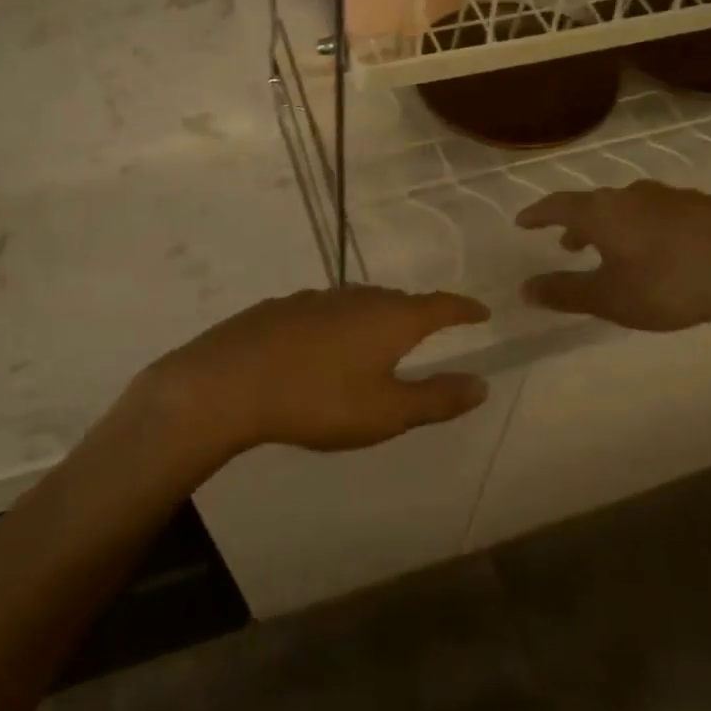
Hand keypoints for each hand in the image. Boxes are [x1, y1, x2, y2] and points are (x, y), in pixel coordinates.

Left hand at [133, 286, 490, 457]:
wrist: (229, 383)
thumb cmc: (319, 400)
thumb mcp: (386, 412)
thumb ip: (437, 399)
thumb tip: (481, 384)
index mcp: (391, 318)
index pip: (440, 306)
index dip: (463, 309)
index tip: (481, 310)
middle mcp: (358, 298)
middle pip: (399, 301)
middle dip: (419, 314)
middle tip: (431, 330)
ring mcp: (317, 299)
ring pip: (360, 303)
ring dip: (377, 318)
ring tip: (379, 340)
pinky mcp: (283, 307)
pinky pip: (327, 311)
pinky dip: (340, 324)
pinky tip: (325, 346)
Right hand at [516, 181, 710, 340]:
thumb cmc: (669, 283)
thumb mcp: (610, 298)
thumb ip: (565, 292)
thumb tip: (524, 288)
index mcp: (603, 212)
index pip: (558, 205)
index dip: (538, 214)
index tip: (523, 222)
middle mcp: (633, 195)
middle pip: (595, 204)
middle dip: (578, 224)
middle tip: (569, 244)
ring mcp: (673, 197)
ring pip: (631, 207)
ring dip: (615, 226)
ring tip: (617, 249)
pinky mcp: (707, 205)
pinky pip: (664, 213)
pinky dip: (649, 228)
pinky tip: (664, 250)